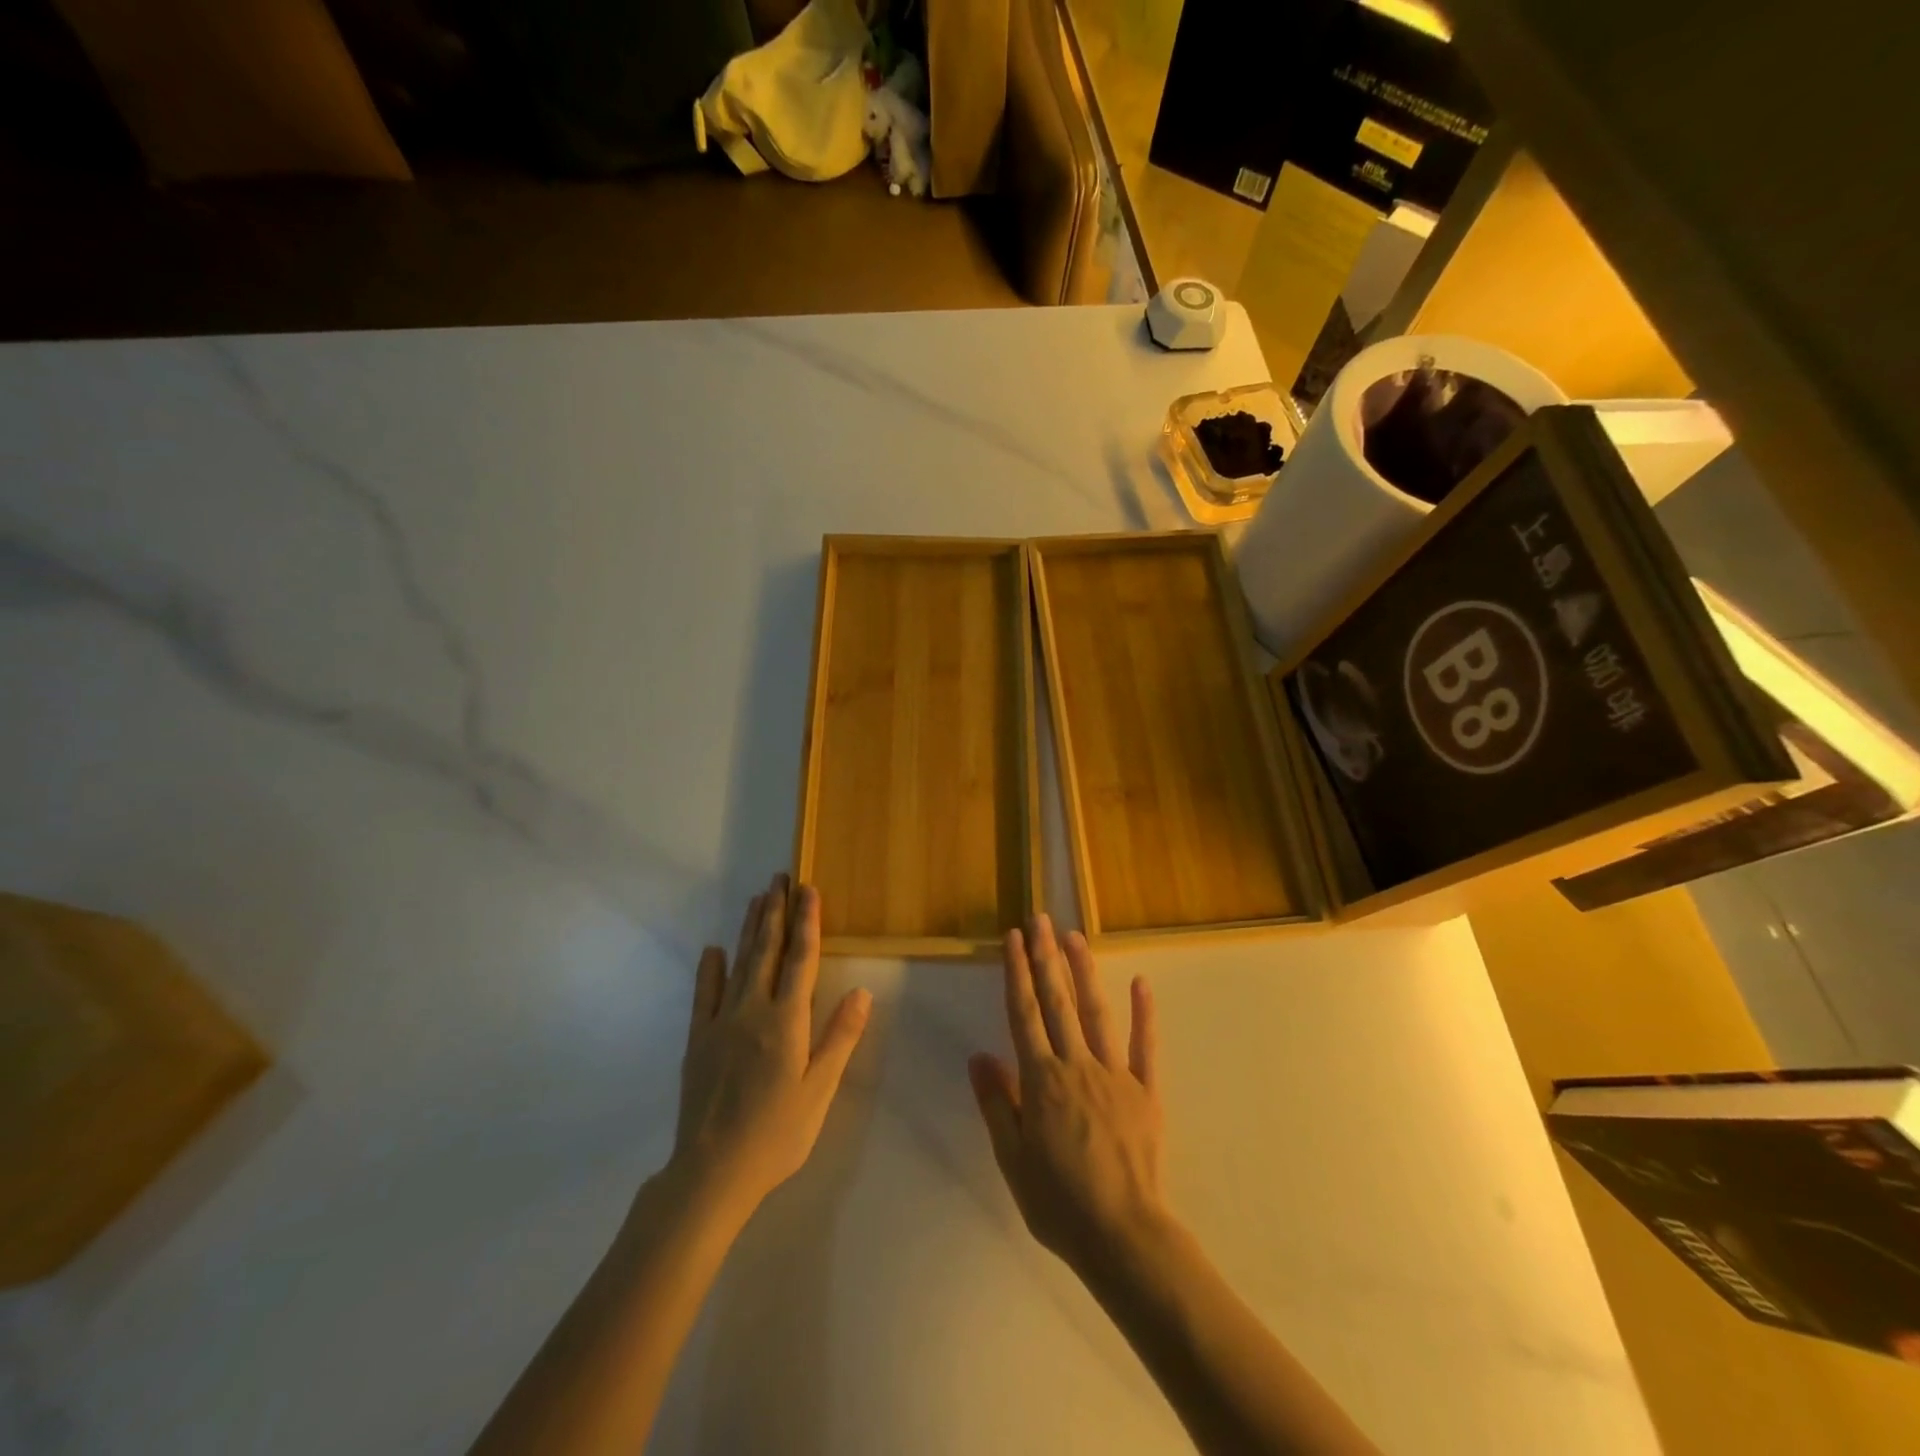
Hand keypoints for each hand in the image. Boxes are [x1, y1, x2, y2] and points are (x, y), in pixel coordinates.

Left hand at [665, 875, 870, 1226]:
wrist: (712, 1173)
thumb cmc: (777, 1134)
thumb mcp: (820, 1090)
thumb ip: (839, 1037)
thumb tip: (862, 991)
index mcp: (786, 1021)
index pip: (801, 959)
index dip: (807, 922)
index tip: (809, 890)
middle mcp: (752, 1010)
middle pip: (767, 951)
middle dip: (776, 912)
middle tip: (780, 878)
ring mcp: (721, 1022)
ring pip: (739, 964)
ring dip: (750, 929)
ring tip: (758, 899)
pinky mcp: (698, 1039)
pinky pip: (704, 994)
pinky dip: (710, 969)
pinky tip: (713, 949)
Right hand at [968, 914, 1170, 1284]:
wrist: (1123, 1236)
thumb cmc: (1059, 1202)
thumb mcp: (1012, 1159)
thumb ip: (997, 1103)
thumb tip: (979, 1056)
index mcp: (1041, 1080)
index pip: (1024, 1013)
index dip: (1017, 973)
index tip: (1013, 938)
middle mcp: (1076, 1065)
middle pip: (1057, 1001)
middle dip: (1046, 957)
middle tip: (1040, 919)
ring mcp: (1114, 1074)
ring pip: (1095, 1012)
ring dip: (1083, 971)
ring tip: (1074, 936)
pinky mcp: (1145, 1090)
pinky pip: (1144, 1046)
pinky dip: (1143, 1013)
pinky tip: (1141, 982)